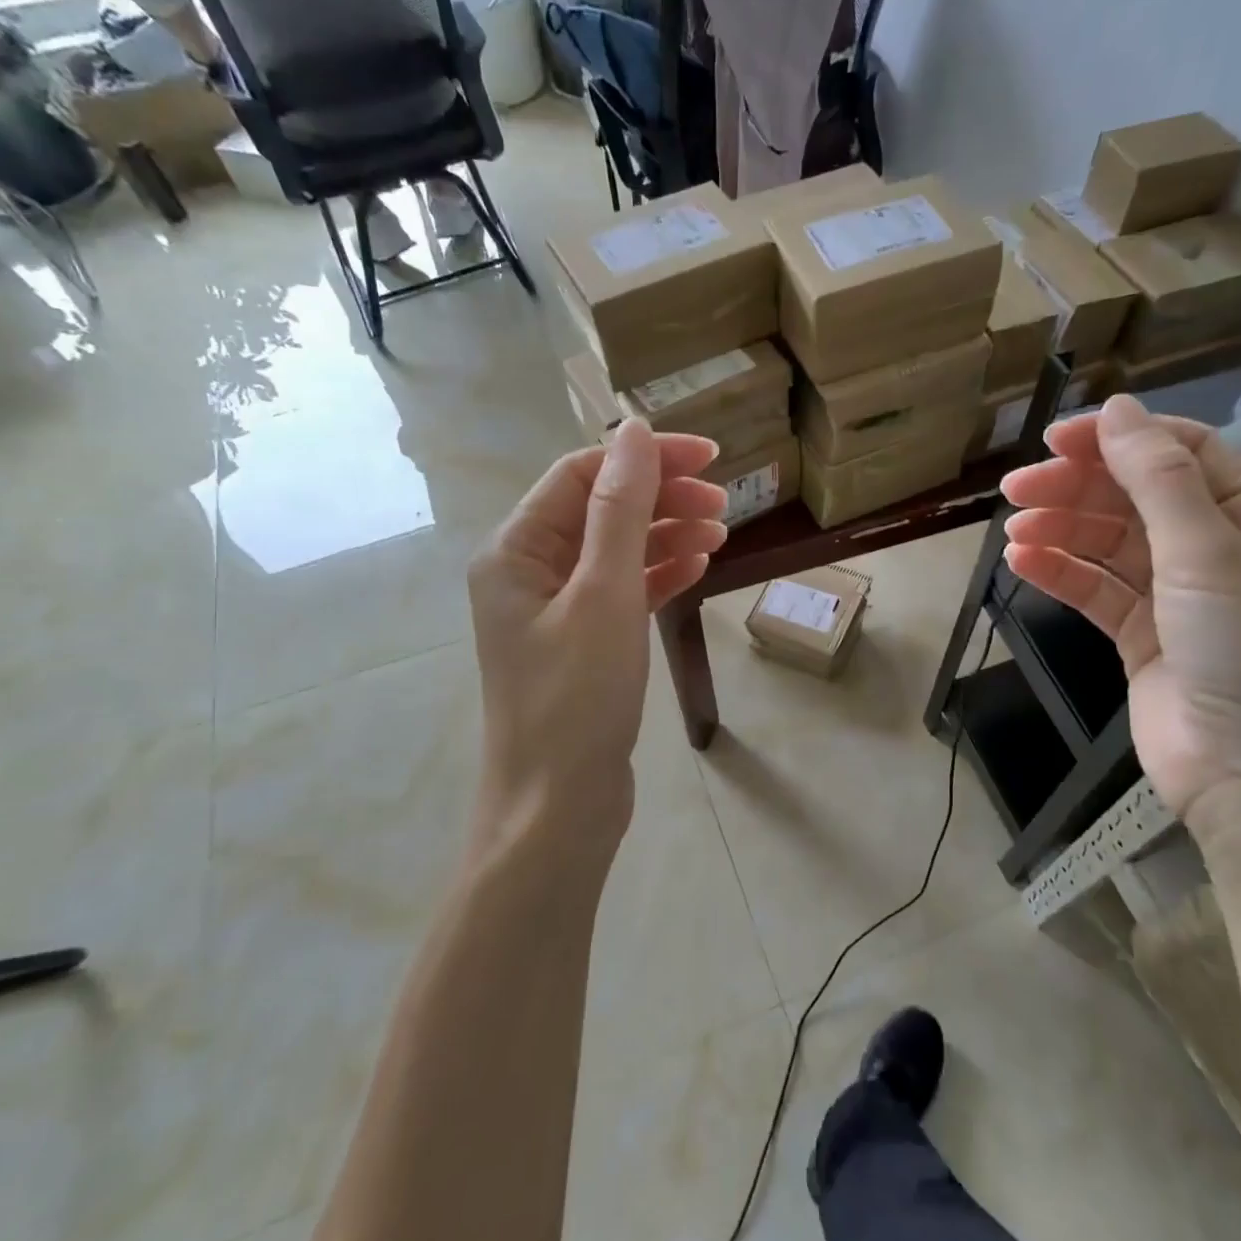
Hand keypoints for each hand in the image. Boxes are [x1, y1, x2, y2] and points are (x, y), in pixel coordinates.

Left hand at [467, 420, 727, 847]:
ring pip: (616, 549)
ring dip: (666, 534)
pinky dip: (659, 573)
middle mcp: (528, 571)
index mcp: (516, 549)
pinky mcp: (582, 643)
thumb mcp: (603, 594)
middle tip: (725, 503)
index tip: (709, 457)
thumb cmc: (576, 699)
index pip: (582, 475)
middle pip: (600, 508)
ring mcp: (555, 609)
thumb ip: (618, 509)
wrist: (559, 809)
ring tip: (721, 536)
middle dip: (661, 497)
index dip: (645, 457)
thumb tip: (632, 431)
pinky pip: (622, 590)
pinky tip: (697, 568)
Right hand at [1000, 395, 1240, 840]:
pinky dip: (1061, 573)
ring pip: (1109, 544)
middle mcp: (1219, 548)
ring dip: (1061, 530)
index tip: (1054, 440)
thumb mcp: (1208, 554)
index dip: (1118, 439)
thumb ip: (1159, 479)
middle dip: (1078, 487)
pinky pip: (1096, 590)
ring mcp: (1178, 595)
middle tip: (1016, 488)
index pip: (1181, 454)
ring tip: (1014, 531)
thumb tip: (1116, 410)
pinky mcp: (1142, 635)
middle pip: (1136, 497)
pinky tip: (1023, 563)